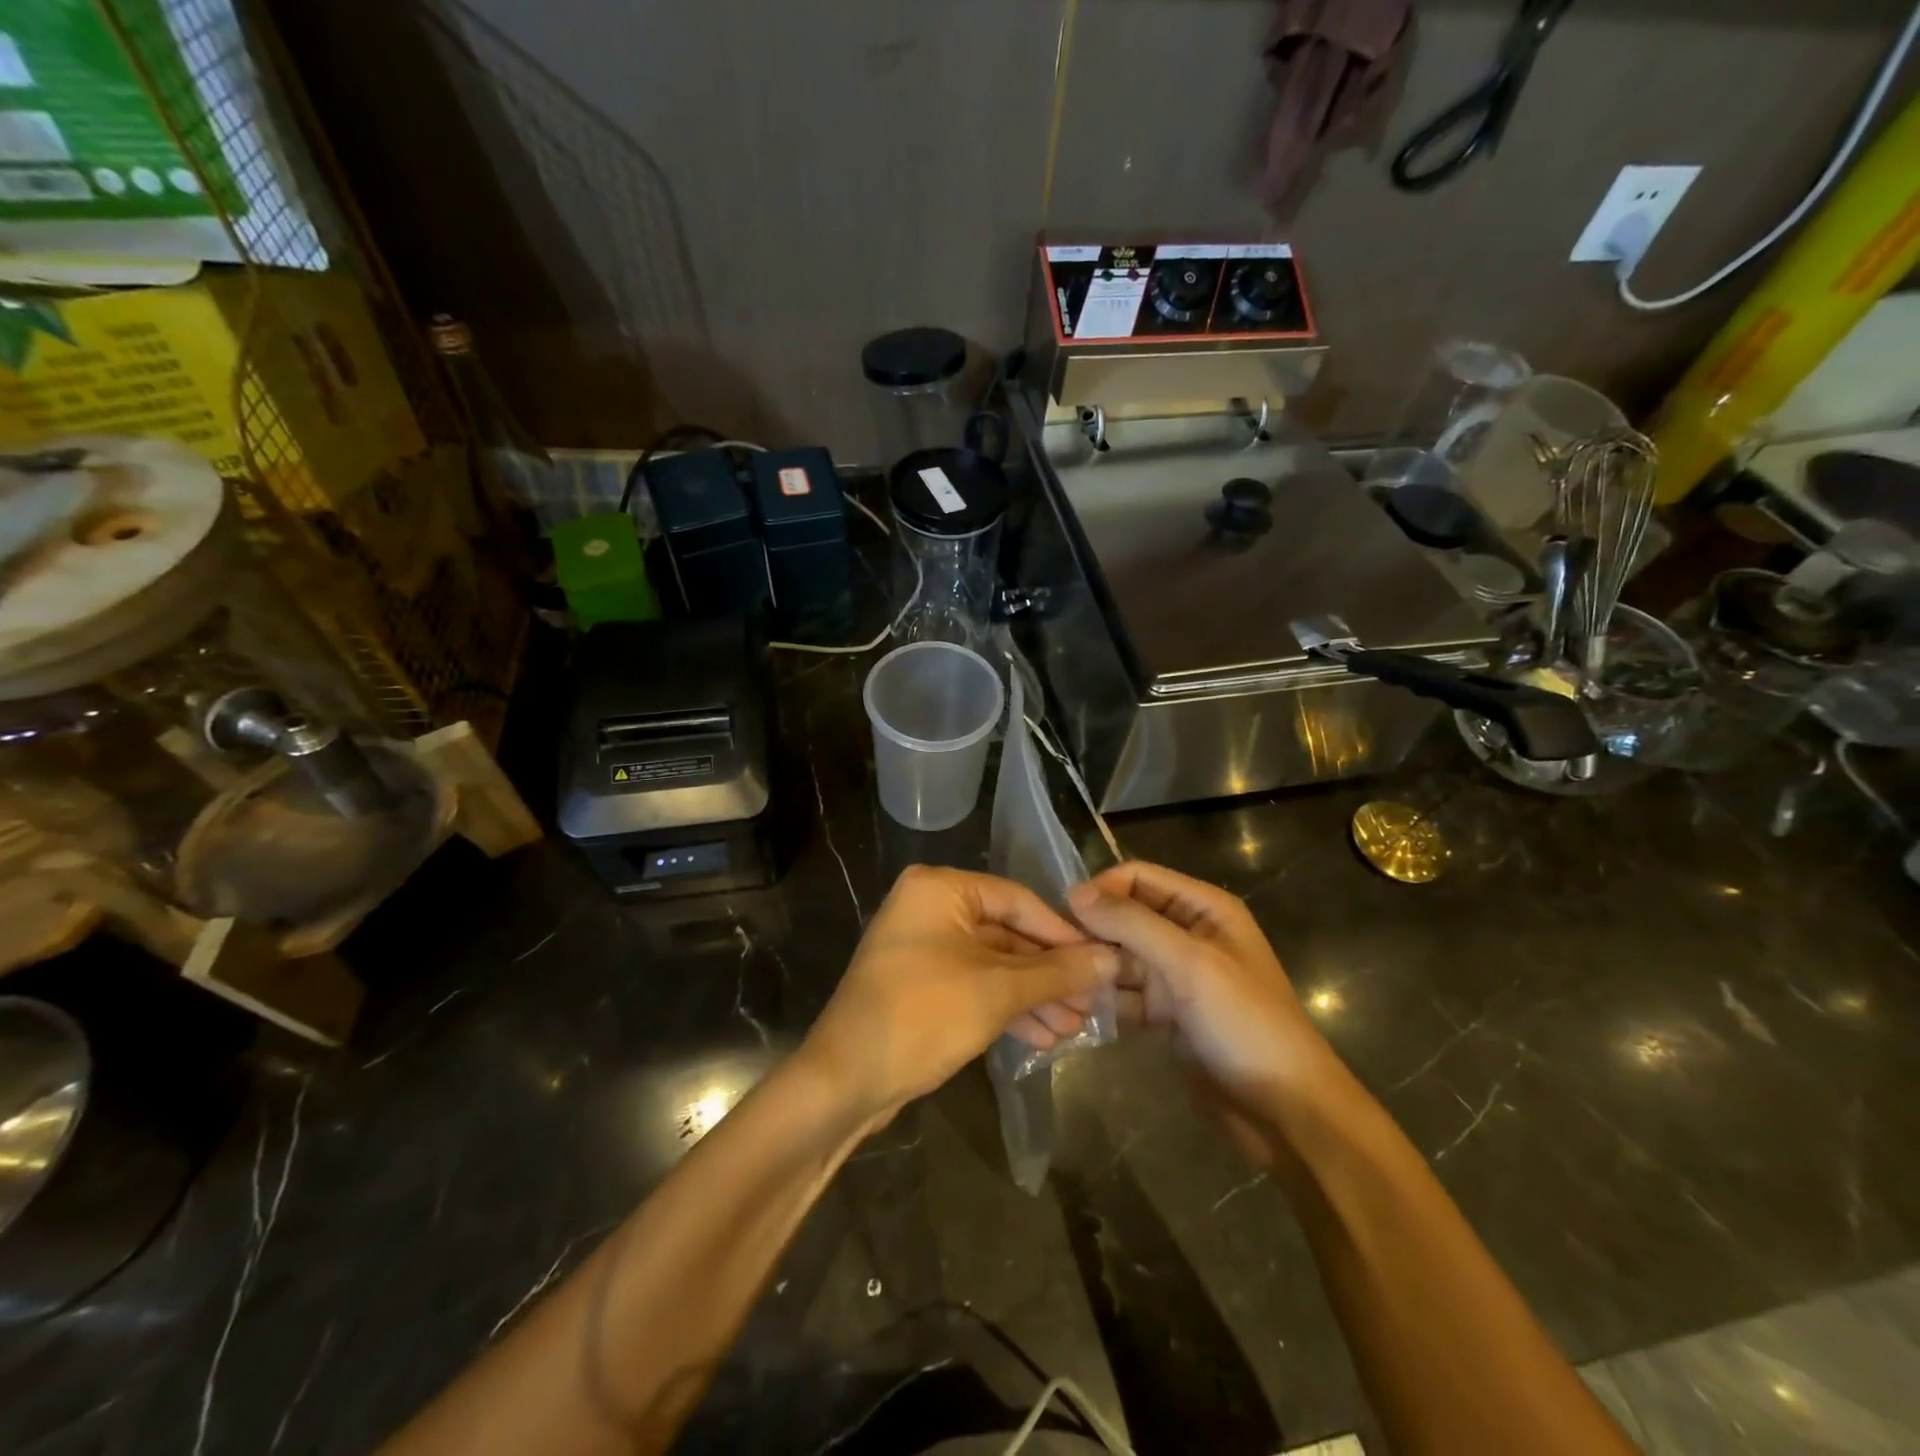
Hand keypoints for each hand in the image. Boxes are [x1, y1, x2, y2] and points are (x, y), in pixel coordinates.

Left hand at [799, 866, 1117, 1124]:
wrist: (845, 1081)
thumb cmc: (923, 1016)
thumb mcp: (998, 992)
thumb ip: (1057, 973)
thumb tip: (1112, 959)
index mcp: (940, 889)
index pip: (1017, 900)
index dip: (1062, 933)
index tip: (1102, 962)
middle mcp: (929, 908)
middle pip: (1006, 933)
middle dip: (1050, 974)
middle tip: (1092, 1004)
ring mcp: (922, 948)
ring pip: (993, 964)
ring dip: (1033, 996)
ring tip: (1075, 1029)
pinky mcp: (920, 985)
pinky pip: (974, 985)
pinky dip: (1006, 1008)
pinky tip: (1043, 1038)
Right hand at [1067, 862, 1333, 1110]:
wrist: (1285, 1110)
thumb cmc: (1244, 1023)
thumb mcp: (1190, 964)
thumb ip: (1132, 924)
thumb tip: (1074, 892)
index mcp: (1204, 908)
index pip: (1139, 877)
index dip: (1101, 889)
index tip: (1063, 916)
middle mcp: (1187, 933)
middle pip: (1125, 916)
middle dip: (1092, 932)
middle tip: (1056, 957)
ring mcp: (1176, 975)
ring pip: (1120, 957)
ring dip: (1093, 968)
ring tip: (1062, 988)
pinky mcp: (1166, 1012)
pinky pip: (1125, 993)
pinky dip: (1104, 1000)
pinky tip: (1076, 1011)